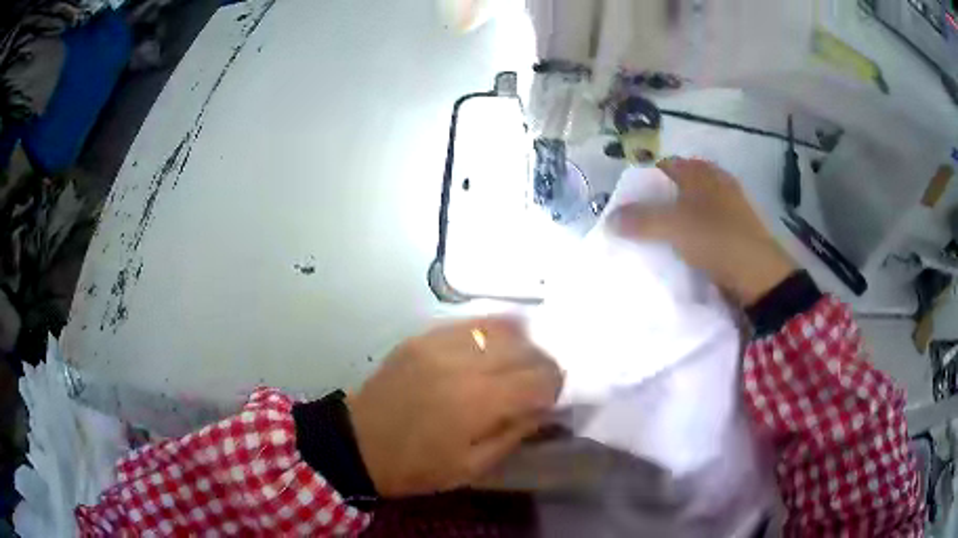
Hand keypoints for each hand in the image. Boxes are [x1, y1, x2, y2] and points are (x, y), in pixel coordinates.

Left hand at [347, 317, 561, 497]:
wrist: (357, 443)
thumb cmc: (417, 466)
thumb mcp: (474, 466)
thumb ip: (516, 432)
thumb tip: (546, 407)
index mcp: (478, 402)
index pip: (540, 378)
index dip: (556, 387)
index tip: (553, 399)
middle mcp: (464, 362)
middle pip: (526, 348)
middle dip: (542, 365)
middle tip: (538, 384)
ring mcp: (440, 342)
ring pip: (502, 328)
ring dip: (520, 346)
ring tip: (516, 366)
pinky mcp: (423, 336)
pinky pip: (471, 323)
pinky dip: (491, 334)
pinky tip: (490, 351)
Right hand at [610, 158, 795, 305]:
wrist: (760, 275)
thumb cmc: (717, 239)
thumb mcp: (674, 227)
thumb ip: (640, 221)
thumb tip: (609, 220)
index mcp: (701, 173)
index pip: (664, 166)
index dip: (644, 181)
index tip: (629, 203)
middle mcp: (716, 182)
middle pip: (679, 186)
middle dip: (659, 201)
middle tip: (641, 223)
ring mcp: (730, 206)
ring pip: (694, 206)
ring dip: (677, 219)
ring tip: (659, 238)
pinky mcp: (736, 229)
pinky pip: (706, 225)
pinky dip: (693, 233)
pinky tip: (685, 249)